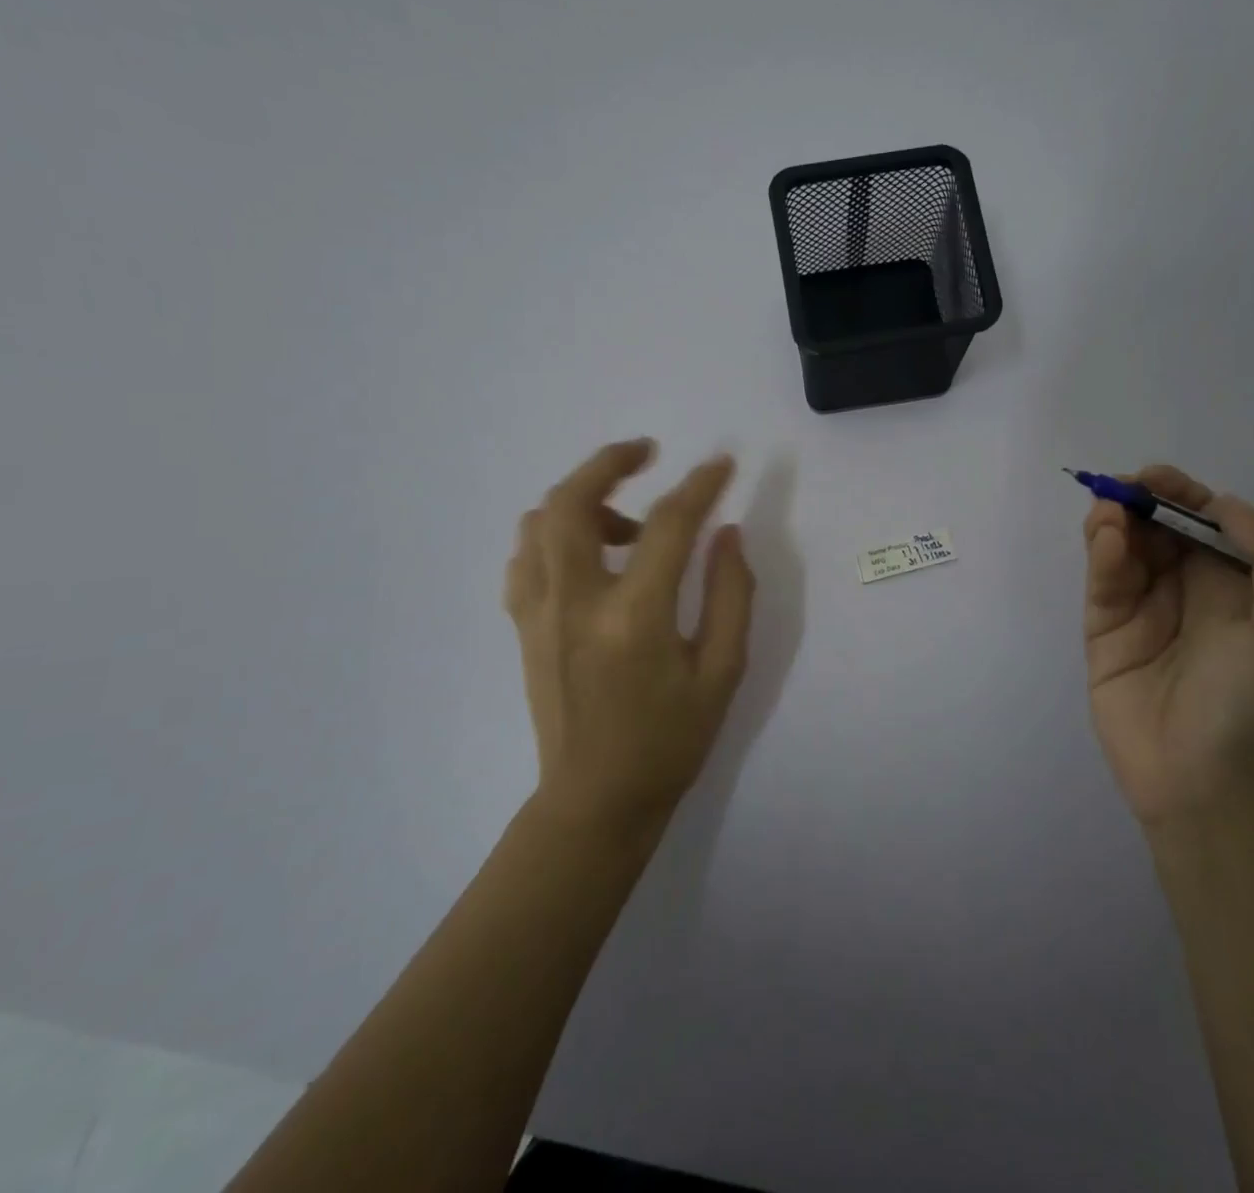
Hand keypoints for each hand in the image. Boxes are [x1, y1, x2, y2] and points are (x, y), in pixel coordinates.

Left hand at [505, 439, 755, 835]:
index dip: (699, 485)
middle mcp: (575, 601)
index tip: (722, 465)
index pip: (668, 525)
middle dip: (609, 461)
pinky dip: (554, 534)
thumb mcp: (721, 673)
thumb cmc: (669, 741)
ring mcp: (539, 612)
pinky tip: (588, 553)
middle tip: (646, 451)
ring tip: (626, 518)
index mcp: (633, 616)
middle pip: (573, 501)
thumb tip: (727, 534)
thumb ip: (730, 595)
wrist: (594, 800)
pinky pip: (526, 557)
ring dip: (583, 498)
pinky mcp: (523, 626)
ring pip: (540, 522)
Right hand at [1082, 465, 1253, 830]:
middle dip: (1143, 502)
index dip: (1184, 495)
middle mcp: (1193, 592)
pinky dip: (1102, 554)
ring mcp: (1145, 612)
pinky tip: (1108, 540)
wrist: (1209, 788)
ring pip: (1126, 549)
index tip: (1157, 478)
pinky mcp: (1106, 633)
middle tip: (1123, 489)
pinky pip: (1104, 582)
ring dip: (1117, 522)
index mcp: (1241, 587)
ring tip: (1111, 513)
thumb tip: (1220, 505)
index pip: (1208, 524)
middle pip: (1161, 529)